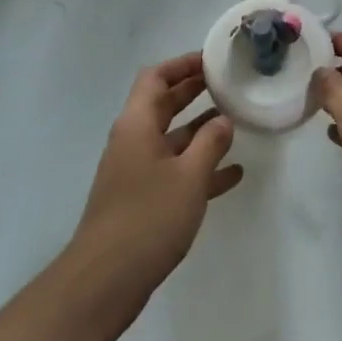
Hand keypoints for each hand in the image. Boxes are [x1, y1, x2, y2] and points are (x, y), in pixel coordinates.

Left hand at [69, 52, 243, 302]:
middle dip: (194, 92)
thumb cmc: (148, 217)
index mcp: (136, 124)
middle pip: (163, 104)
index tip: (213, 60)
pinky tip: (232, 175)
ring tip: (236, 123)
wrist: (105, 280)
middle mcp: (133, 141)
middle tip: (227, 84)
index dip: (182, 64)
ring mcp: (136, 172)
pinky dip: (200, 168)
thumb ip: (210, 143)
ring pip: (172, 139)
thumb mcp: (188, 176)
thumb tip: (223, 120)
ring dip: (200, 131)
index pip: (156, 78)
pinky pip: (175, 172)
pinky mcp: (142, 200)